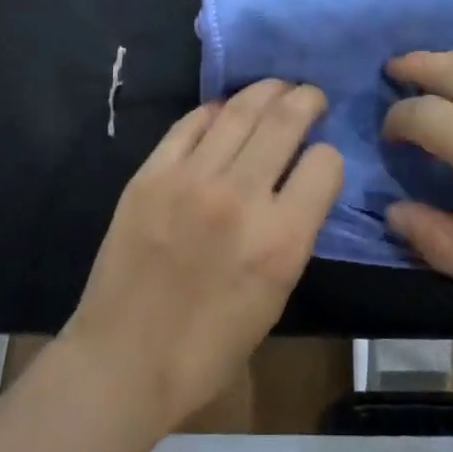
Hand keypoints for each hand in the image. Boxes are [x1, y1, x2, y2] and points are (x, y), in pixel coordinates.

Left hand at [60, 80, 343, 435]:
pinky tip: (225, 111)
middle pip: (286, 119)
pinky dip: (216, 110)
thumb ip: (294, 233)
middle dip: (308, 100)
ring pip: (240, 109)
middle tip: (312, 98)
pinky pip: (192, 123)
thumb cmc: (209, 348)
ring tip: (276, 89)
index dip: (329, 158)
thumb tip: (298, 184)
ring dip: (267, 91)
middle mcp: (240, 197)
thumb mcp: (276, 296)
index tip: (321, 161)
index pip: (326, 163)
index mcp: (281, 240)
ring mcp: (191, 179)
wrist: (123, 362)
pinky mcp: (151, 174)